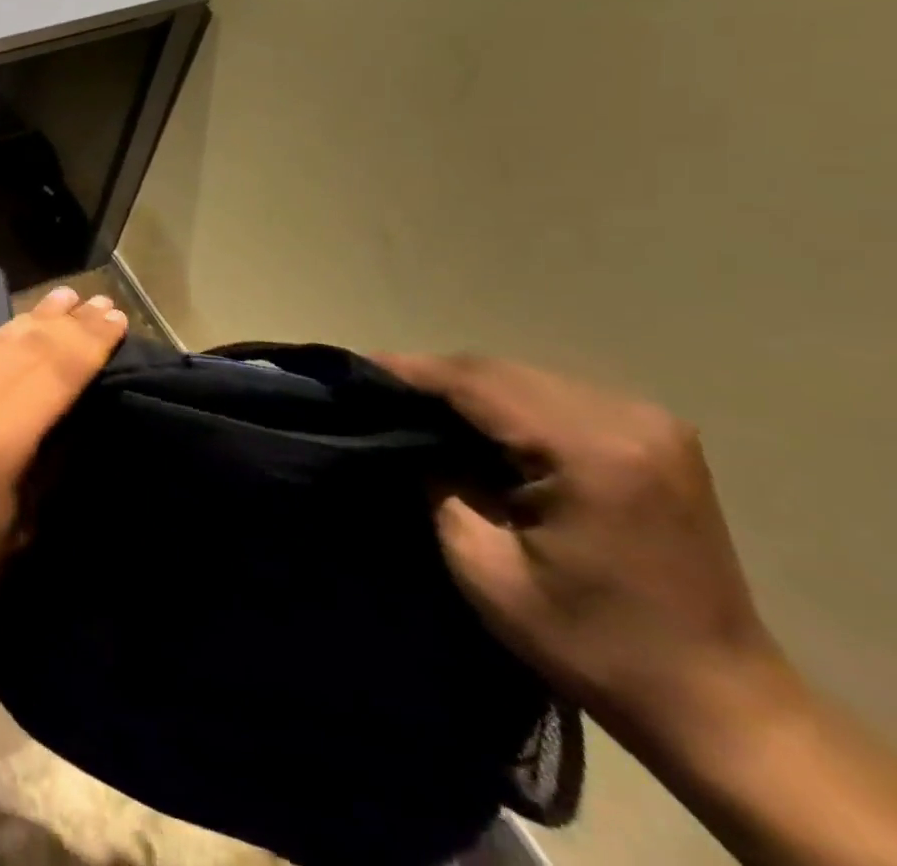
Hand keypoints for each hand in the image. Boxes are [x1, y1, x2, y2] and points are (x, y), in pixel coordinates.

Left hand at [0, 286, 126, 644]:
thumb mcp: (24, 527)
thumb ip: (50, 461)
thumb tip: (73, 415)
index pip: (57, 369)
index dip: (90, 341)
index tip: (118, 317)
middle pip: (26, 346)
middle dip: (67, 322)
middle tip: (98, 301)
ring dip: (31, 322)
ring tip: (62, 301)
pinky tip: (11, 337)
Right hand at [376, 354, 794, 755]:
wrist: (719, 704)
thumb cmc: (591, 643)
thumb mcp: (485, 568)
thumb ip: (437, 484)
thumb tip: (405, 437)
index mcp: (591, 451)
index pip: (477, 382)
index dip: (409, 371)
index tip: (354, 369)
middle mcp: (627, 419)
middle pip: (502, 370)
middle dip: (434, 376)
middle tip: (376, 390)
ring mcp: (650, 423)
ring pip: (526, 376)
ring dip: (468, 386)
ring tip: (415, 402)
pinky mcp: (656, 435)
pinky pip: (556, 394)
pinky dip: (506, 400)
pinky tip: (475, 420)